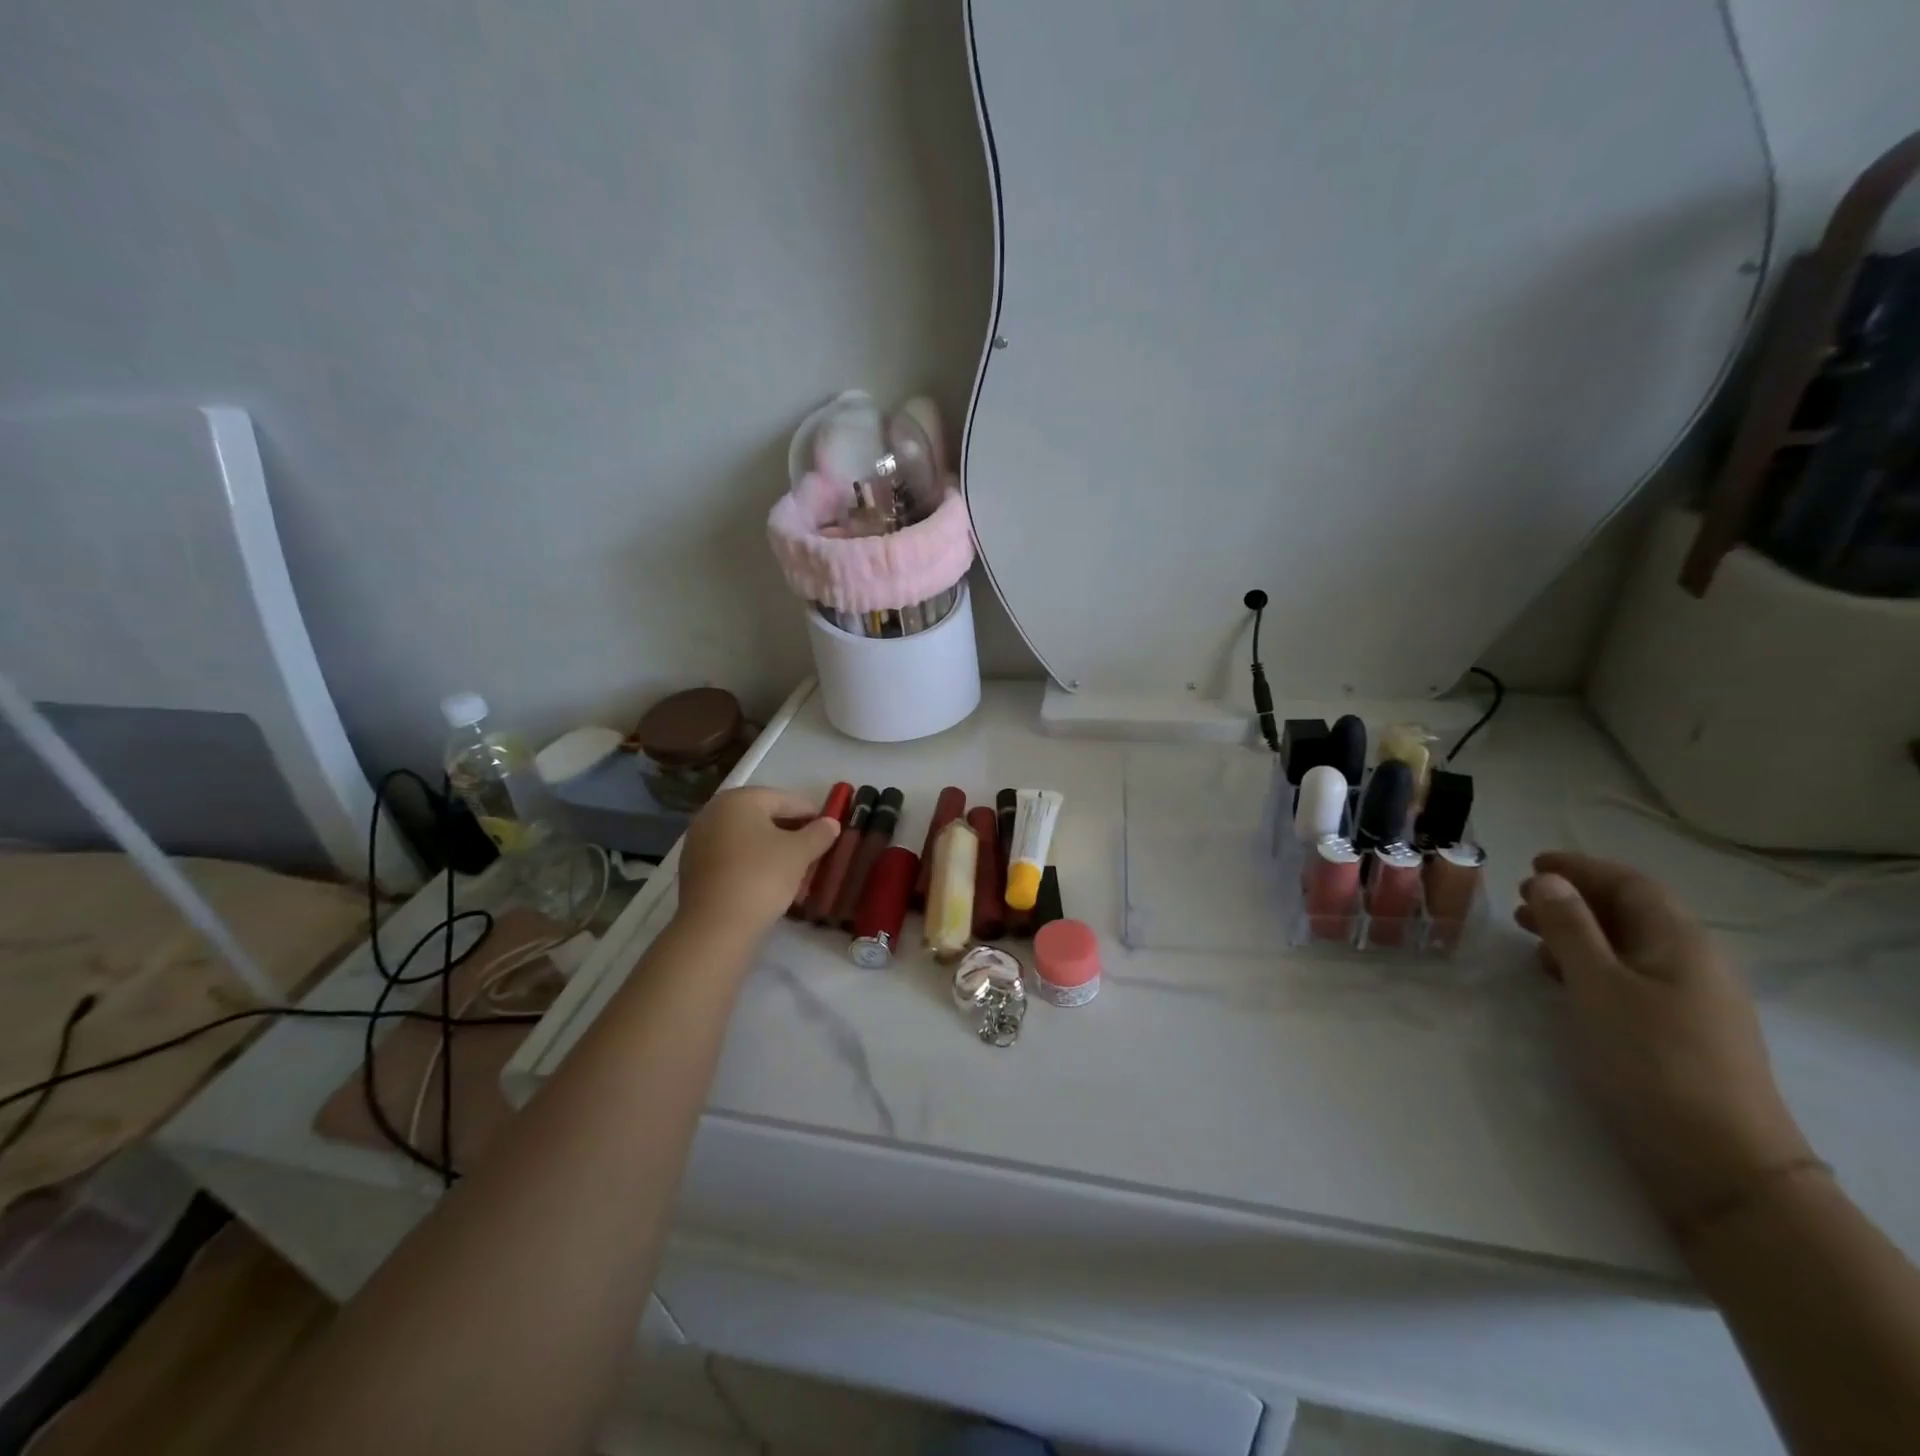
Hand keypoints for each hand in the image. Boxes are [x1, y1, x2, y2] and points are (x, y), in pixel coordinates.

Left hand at [676, 788, 840, 935]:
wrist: (715, 927)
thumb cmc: (761, 877)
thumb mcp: (799, 853)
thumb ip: (818, 833)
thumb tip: (831, 823)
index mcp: (739, 799)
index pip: (785, 799)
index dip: (811, 813)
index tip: (830, 828)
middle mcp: (714, 812)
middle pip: (763, 817)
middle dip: (791, 831)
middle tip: (815, 849)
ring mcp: (699, 841)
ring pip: (747, 838)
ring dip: (772, 849)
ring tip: (796, 867)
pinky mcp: (694, 868)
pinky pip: (732, 857)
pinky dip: (752, 863)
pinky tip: (770, 880)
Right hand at [1517, 852, 1813, 1230]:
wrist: (1719, 1162)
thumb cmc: (1651, 1058)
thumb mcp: (1597, 984)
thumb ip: (1570, 927)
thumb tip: (1547, 880)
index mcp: (1680, 942)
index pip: (1630, 884)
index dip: (1580, 869)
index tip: (1530, 864)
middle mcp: (1693, 963)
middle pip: (1630, 913)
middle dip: (1573, 900)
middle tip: (1519, 902)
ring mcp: (1691, 1001)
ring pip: (1626, 947)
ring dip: (1577, 934)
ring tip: (1529, 939)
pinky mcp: (1679, 1033)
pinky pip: (1629, 978)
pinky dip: (1589, 967)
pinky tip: (1559, 981)